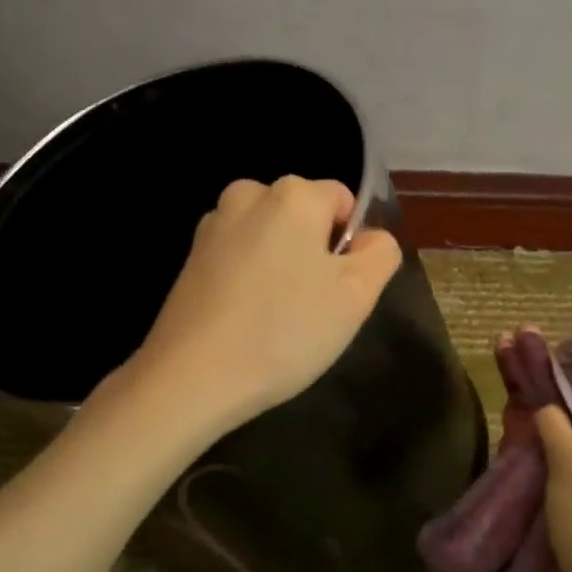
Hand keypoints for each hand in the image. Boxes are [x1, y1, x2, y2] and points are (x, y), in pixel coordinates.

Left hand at [125, 176, 402, 438]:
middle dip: (314, 251)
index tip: (339, 288)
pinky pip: (239, 255)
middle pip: (303, 215)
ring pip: (270, 236)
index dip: (350, 244)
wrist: (192, 376)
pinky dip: (249, 278)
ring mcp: (214, 224)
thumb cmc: (285, 330)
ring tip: (276, 316)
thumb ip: (380, 253)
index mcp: (293, 194)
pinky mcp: (190, 256)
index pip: (343, 201)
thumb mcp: (357, 296)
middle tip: (312, 306)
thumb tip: (370, 238)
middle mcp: (250, 195)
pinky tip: (245, 319)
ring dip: (281, 264)